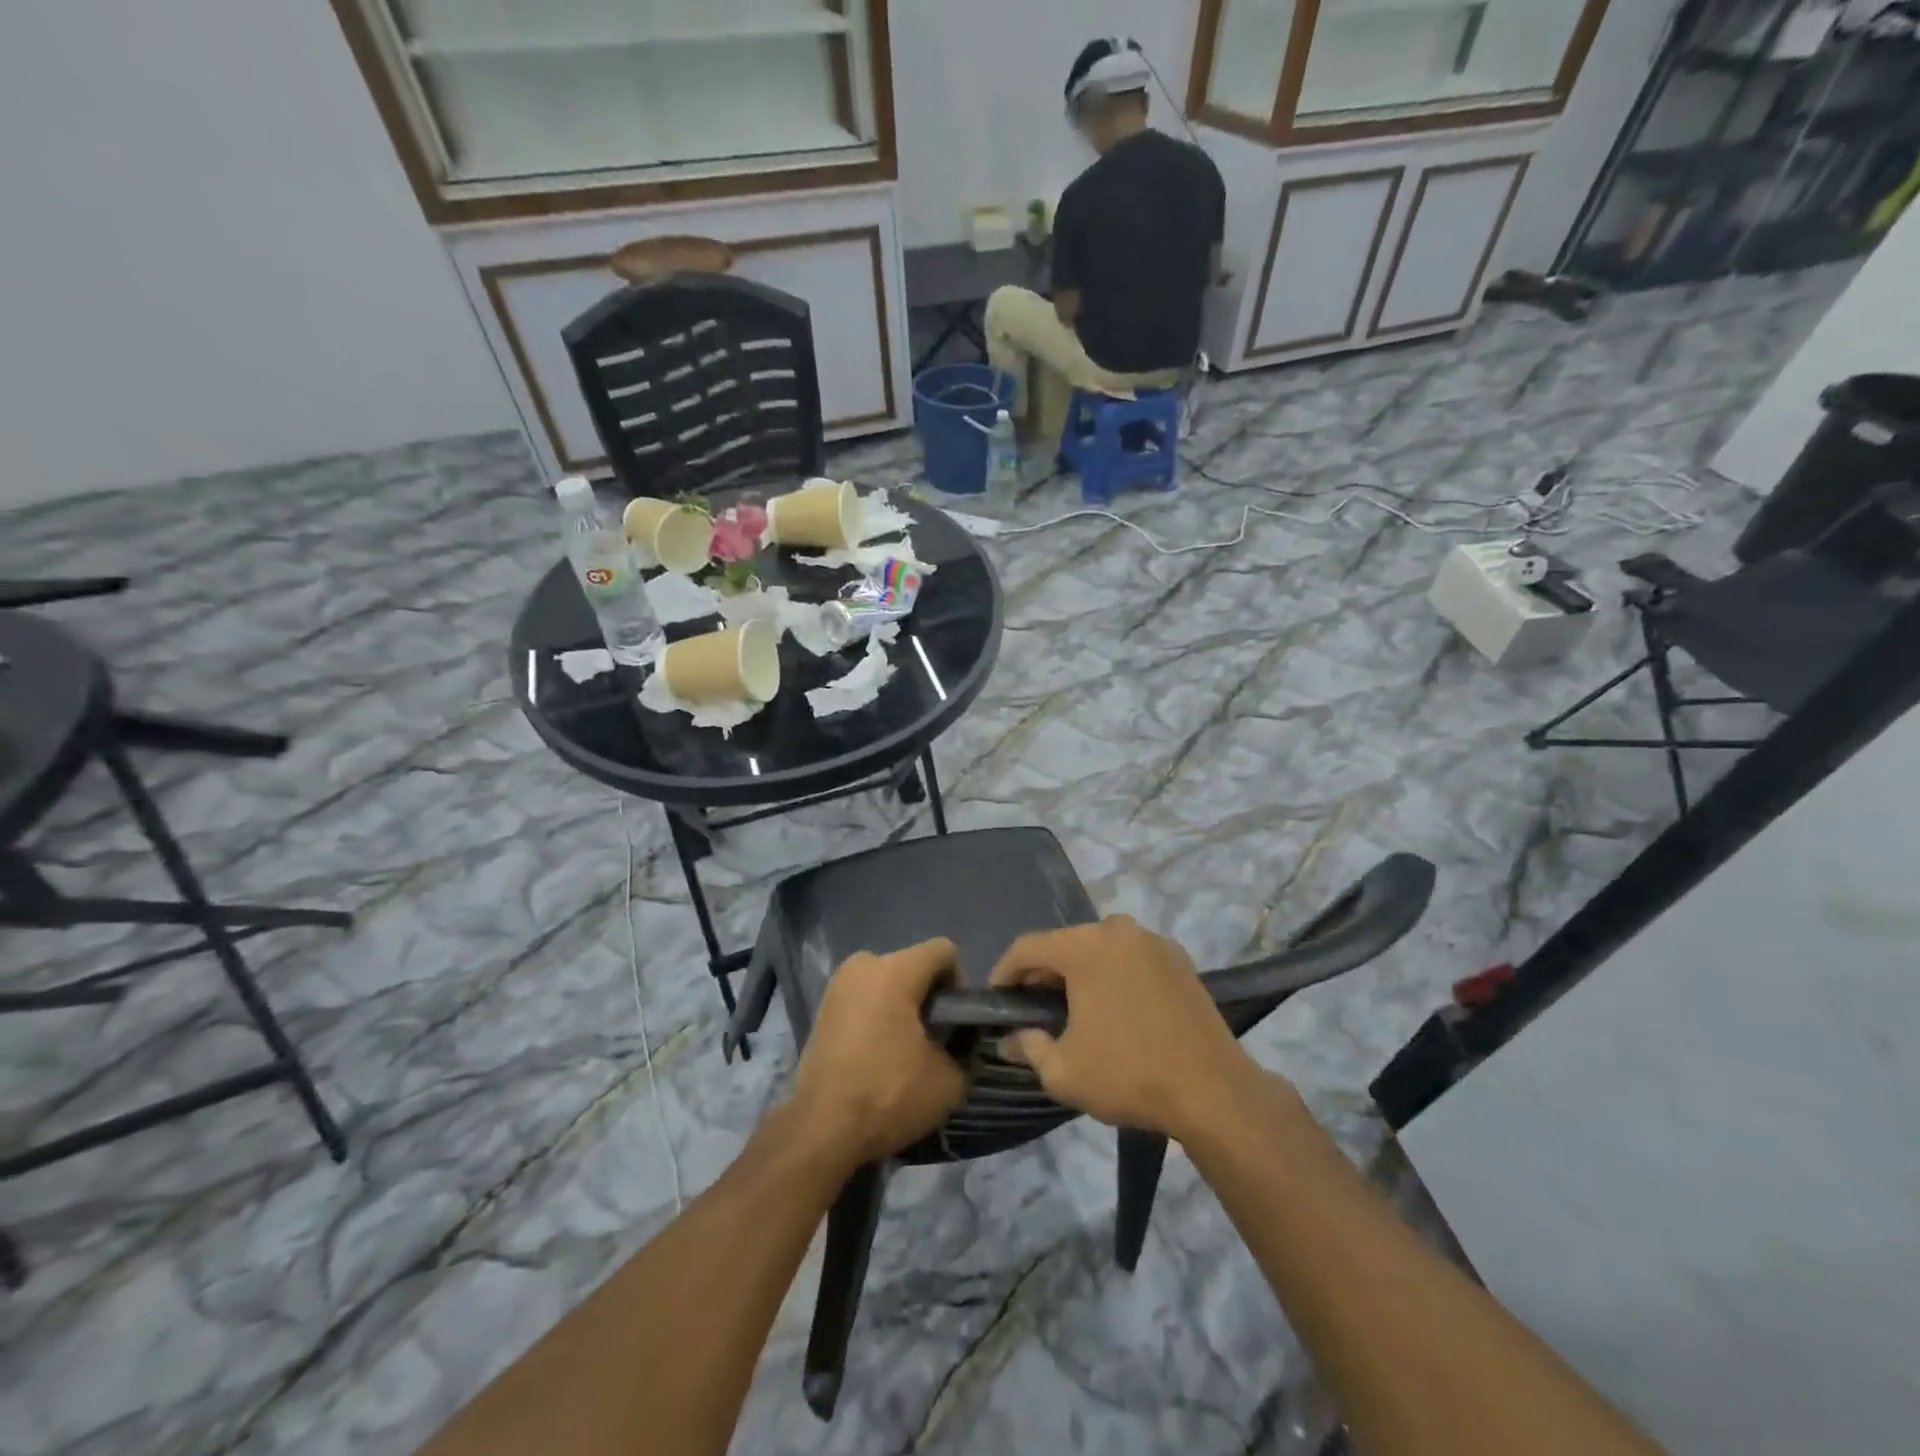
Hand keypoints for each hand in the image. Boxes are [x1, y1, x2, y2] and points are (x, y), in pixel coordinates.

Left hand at [789, 939, 968, 1169]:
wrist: (821, 1129)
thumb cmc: (888, 1095)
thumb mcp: (949, 1080)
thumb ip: (966, 1049)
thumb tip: (963, 1041)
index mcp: (895, 970)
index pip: (944, 951)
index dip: (959, 983)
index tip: (955, 1021)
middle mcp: (863, 965)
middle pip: (913, 965)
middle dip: (928, 996)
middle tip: (933, 1039)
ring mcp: (838, 984)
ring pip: (886, 981)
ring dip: (901, 1006)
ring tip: (904, 1049)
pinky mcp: (822, 1007)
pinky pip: (864, 998)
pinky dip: (877, 1015)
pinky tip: (878, 1053)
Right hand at [990, 916, 1256, 1140]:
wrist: (1213, 1090)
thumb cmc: (1129, 1075)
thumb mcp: (1064, 1071)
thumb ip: (1028, 1047)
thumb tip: (1009, 1038)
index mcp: (1085, 946)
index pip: (1027, 948)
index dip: (1003, 972)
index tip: (995, 1000)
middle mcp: (1117, 930)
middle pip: (1064, 944)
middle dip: (1042, 974)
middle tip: (1031, 1009)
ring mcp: (1152, 941)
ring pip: (1099, 949)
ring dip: (1080, 973)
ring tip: (1072, 1009)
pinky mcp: (1179, 958)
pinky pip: (1130, 958)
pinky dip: (1113, 975)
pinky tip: (1114, 1009)